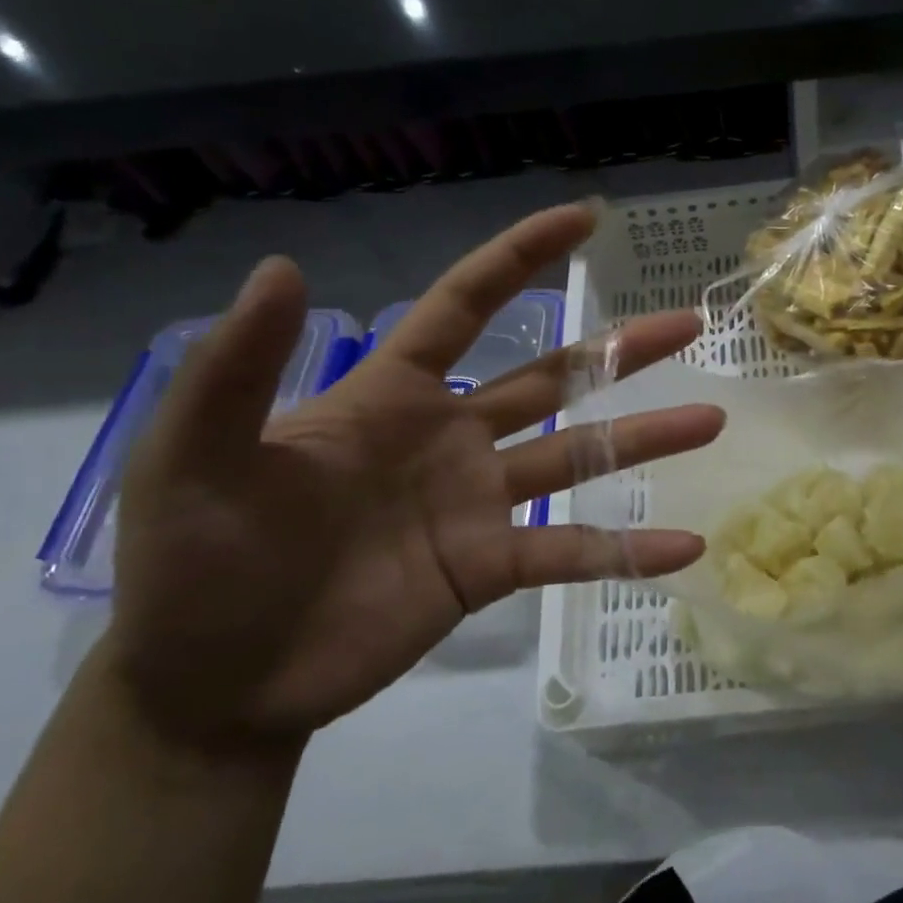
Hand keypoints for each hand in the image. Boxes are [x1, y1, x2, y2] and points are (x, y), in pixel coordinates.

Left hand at [106, 203, 723, 749]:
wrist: (211, 683)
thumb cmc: (194, 561)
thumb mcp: (193, 456)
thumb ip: (239, 369)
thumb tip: (285, 267)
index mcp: (392, 396)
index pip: (466, 307)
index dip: (521, 258)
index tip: (584, 219)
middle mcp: (452, 438)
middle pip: (554, 377)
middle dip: (620, 348)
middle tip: (689, 324)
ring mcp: (478, 504)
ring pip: (579, 457)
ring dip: (645, 439)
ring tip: (709, 419)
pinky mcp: (489, 568)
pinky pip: (571, 551)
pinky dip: (626, 550)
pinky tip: (684, 547)